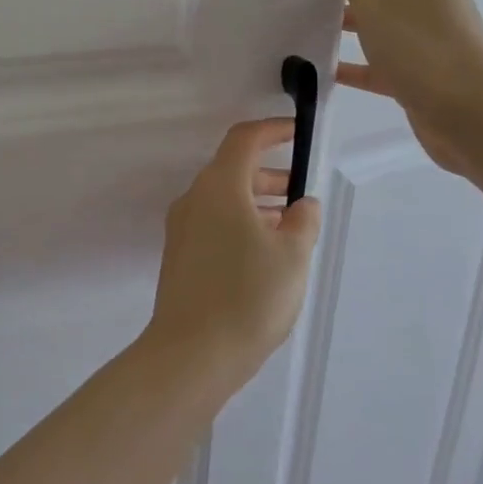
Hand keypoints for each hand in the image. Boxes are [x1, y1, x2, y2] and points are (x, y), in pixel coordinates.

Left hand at [143, 119, 320, 389]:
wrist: (192, 352)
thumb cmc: (248, 296)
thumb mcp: (292, 256)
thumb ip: (303, 222)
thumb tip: (302, 204)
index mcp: (219, 187)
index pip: (243, 140)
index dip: (271, 130)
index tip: (296, 133)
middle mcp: (194, 199)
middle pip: (232, 170)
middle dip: (268, 174)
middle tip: (300, 194)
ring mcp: (181, 228)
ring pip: (223, 200)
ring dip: (256, 203)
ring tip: (290, 227)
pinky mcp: (179, 255)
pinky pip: (212, 223)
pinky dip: (240, 223)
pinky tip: (264, 253)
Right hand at [319, 0, 482, 173]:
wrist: (472, 116)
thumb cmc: (424, 49)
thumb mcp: (378, 3)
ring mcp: (423, 35)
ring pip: (379, 16)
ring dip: (347, 16)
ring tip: (305, 18)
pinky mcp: (416, 71)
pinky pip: (378, 58)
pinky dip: (353, 61)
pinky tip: (321, 68)